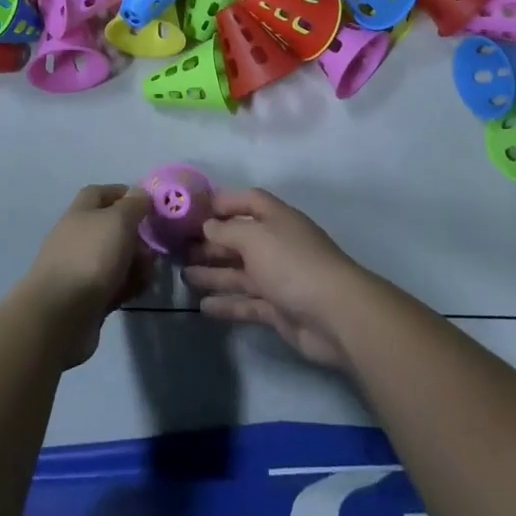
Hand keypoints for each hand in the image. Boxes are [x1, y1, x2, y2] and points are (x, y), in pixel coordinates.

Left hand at [19, 185, 153, 366]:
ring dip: (136, 264)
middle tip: (154, 248)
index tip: (151, 206)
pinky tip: (136, 292)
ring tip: (147, 275)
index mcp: (82, 212)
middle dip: (138, 237)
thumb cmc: (90, 257)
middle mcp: (79, 236)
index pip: (103, 193)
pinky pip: (113, 285)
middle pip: (114, 228)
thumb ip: (134, 204)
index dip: (127, 195)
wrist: (59, 316)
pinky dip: (127, 286)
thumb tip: (141, 192)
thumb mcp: (118, 220)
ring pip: (116, 258)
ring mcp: (81, 268)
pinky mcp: (86, 298)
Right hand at [182, 189, 373, 368]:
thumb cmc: (292, 264)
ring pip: (240, 272)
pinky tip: (203, 306)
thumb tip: (208, 225)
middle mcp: (276, 243)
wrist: (335, 314)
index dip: (222, 202)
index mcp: (276, 218)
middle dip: (211, 242)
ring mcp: (278, 277)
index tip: (192, 210)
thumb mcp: (255, 237)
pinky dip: (226, 303)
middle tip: (179, 249)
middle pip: (239, 238)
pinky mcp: (278, 309)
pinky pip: (247, 302)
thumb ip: (228, 229)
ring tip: (184, 275)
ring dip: (213, 273)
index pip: (247, 200)